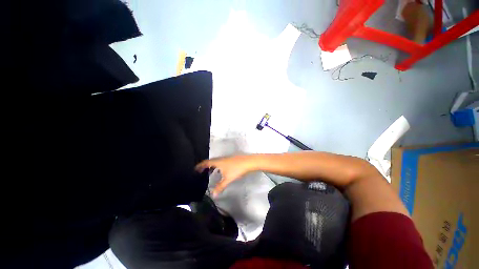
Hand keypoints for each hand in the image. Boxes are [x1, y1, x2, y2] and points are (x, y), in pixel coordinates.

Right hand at [195, 155, 255, 196]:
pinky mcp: (231, 160)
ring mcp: (226, 159)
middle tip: (201, 172)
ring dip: (212, 167)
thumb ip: (220, 186)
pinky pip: (221, 163)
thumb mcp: (227, 179)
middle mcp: (221, 159)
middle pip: (211, 162)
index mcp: (218, 162)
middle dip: (205, 166)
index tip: (195, 169)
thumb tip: (213, 195)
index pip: (206, 162)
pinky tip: (221, 172)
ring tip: (210, 173)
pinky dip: (218, 167)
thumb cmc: (236, 169)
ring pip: (216, 162)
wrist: (248, 162)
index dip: (200, 165)